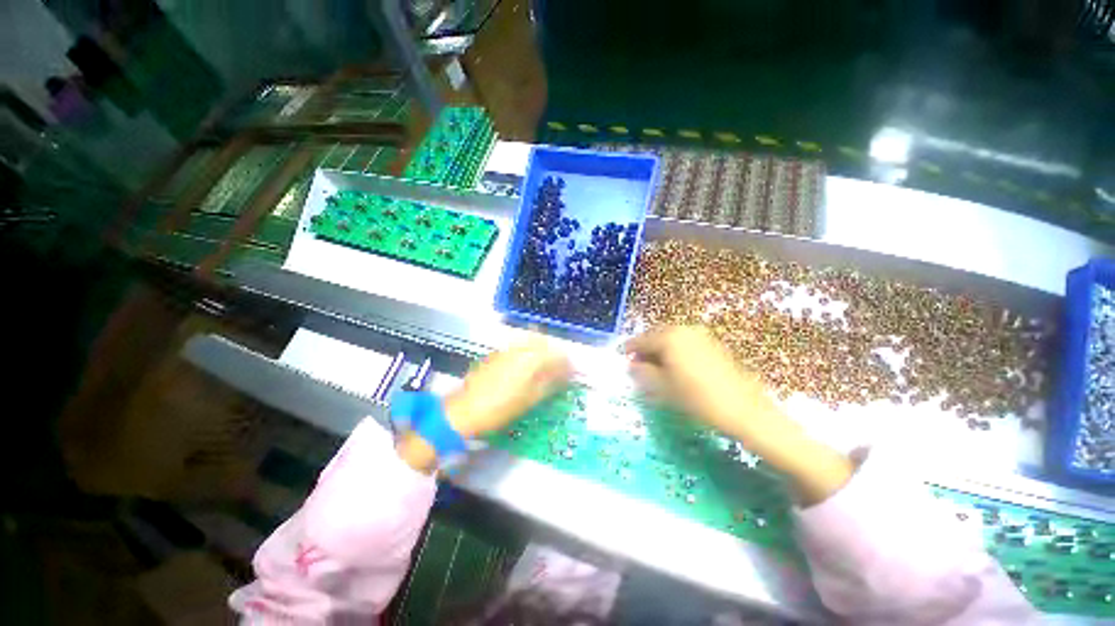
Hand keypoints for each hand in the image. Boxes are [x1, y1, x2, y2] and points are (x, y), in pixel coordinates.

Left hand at [444, 335, 571, 437]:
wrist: (466, 410)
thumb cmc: (502, 407)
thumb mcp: (532, 398)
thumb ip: (551, 382)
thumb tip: (566, 373)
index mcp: (531, 358)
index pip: (557, 354)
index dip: (567, 364)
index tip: (572, 373)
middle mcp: (519, 349)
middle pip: (543, 344)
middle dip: (554, 355)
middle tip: (559, 370)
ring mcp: (506, 350)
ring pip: (530, 344)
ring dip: (541, 353)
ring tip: (544, 370)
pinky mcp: (496, 355)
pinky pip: (518, 349)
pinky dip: (527, 355)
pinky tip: (525, 369)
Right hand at [623, 326, 778, 440]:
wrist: (743, 409)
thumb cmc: (697, 398)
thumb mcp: (663, 387)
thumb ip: (642, 372)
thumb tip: (631, 365)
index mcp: (669, 337)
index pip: (642, 340)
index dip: (629, 349)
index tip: (620, 356)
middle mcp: (684, 330)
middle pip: (656, 335)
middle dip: (644, 348)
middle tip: (635, 364)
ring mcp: (700, 335)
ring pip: (671, 338)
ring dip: (659, 349)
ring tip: (653, 367)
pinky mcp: (712, 344)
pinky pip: (684, 342)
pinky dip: (674, 351)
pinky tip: (673, 366)